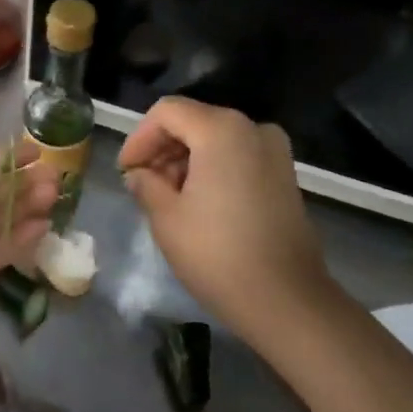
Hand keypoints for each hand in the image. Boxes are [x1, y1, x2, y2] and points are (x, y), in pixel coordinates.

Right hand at [118, 97, 329, 332]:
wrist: (286, 299)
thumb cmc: (217, 254)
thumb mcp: (166, 218)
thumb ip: (146, 184)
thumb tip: (139, 174)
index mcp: (221, 130)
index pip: (167, 112)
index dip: (139, 138)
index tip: (126, 171)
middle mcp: (252, 128)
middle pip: (194, 121)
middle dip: (163, 149)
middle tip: (142, 185)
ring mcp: (275, 151)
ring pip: (216, 139)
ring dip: (186, 160)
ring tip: (167, 198)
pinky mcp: (285, 175)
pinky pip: (238, 156)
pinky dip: (213, 168)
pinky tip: (198, 203)